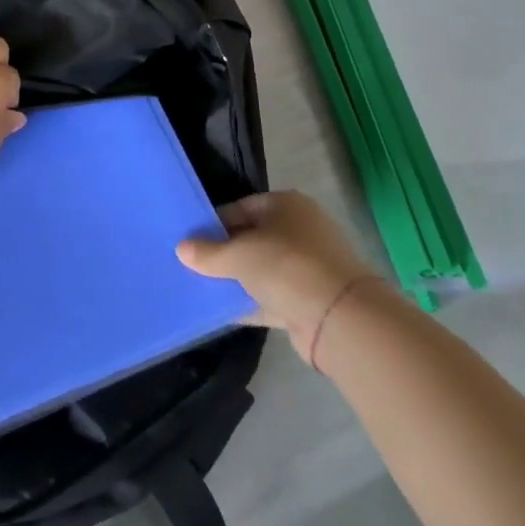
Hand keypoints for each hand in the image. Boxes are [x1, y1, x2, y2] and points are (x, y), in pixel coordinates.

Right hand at [177, 191, 382, 366]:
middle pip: (252, 239)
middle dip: (224, 253)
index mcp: (286, 205)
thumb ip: (208, 253)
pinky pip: (273, 297)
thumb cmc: (287, 267)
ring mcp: (309, 267)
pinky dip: (252, 302)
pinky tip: (224, 310)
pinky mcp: (311, 300)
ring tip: (203, 288)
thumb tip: (182, 249)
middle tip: (193, 266)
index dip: (213, 224)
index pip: (240, 208)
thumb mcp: (238, 255)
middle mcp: (300, 230)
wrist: (342, 319)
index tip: (190, 242)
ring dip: (238, 280)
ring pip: (262, 270)